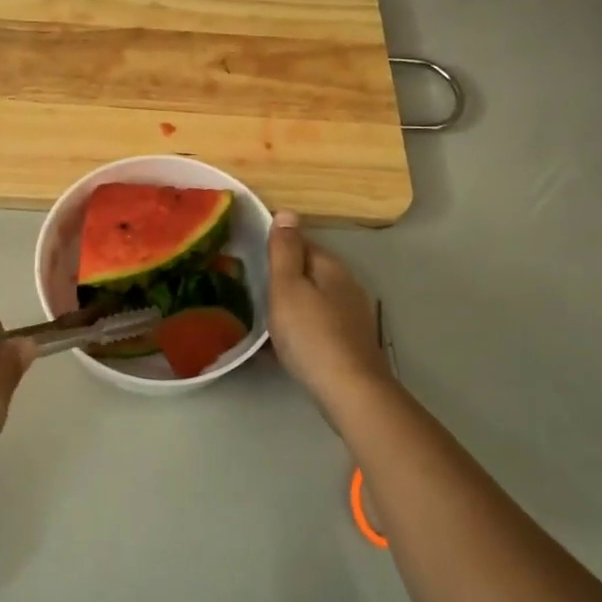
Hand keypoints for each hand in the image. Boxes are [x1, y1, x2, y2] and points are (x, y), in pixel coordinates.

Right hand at [267, 211, 393, 412]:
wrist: (349, 390)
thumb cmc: (310, 334)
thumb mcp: (287, 287)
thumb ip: (285, 251)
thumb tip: (288, 212)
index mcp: (330, 266)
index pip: (301, 242)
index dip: (276, 248)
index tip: (250, 259)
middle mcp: (346, 284)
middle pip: (308, 271)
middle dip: (283, 277)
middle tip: (252, 290)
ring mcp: (352, 314)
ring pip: (314, 298)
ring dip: (291, 304)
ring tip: (263, 318)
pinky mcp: (351, 341)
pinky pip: (318, 324)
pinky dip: (301, 327)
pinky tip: (285, 344)